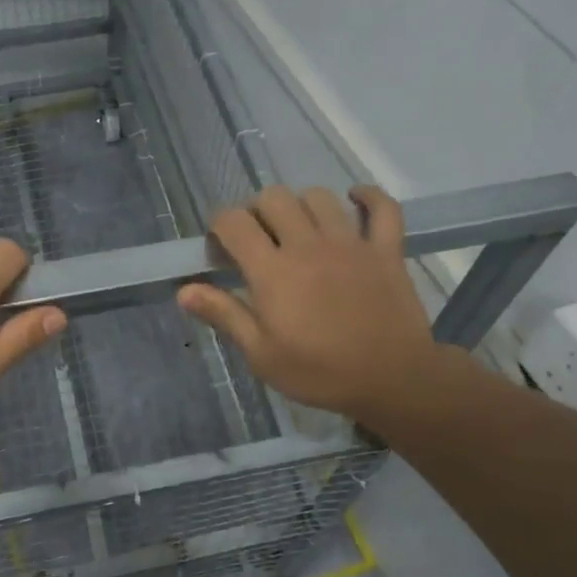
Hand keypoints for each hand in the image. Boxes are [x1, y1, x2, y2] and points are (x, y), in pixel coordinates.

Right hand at [177, 185, 457, 426]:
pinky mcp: (385, 249)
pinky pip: (382, 207)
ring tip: (298, 228)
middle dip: (257, 211)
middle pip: (274, 198)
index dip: (219, 225)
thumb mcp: (261, 354)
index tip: (220, 247)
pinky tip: (354, 200)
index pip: (234, 222)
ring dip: (301, 205)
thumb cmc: (319, 372)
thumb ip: (224, 315)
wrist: (392, 380)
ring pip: (319, 197)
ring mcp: (350, 243)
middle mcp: (308, 245)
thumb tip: (184, 290)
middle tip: (258, 240)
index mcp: (273, 271)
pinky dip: (368, 197)